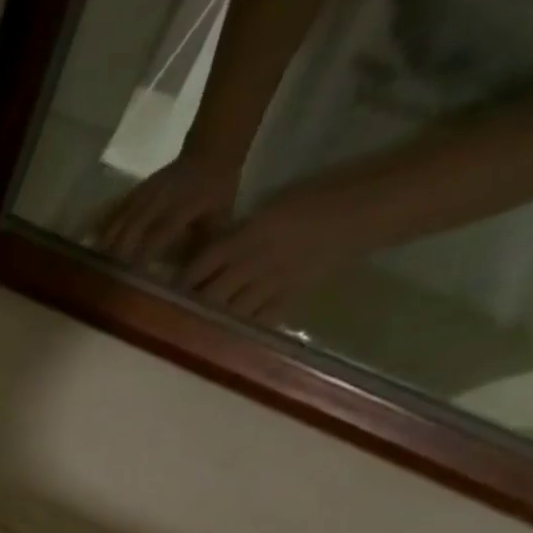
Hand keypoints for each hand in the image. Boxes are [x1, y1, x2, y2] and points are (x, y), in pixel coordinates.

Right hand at [89, 150, 242, 268]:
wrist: (209, 153)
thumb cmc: (217, 192)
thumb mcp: (219, 218)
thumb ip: (202, 247)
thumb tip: (187, 278)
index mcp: (182, 206)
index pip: (157, 236)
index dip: (142, 259)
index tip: (131, 282)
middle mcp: (158, 200)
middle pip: (128, 232)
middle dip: (117, 259)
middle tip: (106, 285)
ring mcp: (142, 195)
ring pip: (116, 225)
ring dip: (104, 250)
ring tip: (94, 274)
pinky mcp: (132, 194)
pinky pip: (110, 217)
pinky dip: (99, 235)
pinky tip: (90, 252)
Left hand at [179, 182, 370, 323]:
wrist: (367, 207)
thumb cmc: (316, 199)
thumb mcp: (268, 209)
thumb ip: (236, 235)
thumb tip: (203, 259)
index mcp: (248, 233)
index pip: (201, 264)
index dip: (182, 281)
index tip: (164, 290)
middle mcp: (256, 261)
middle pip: (210, 294)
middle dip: (191, 306)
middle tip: (174, 314)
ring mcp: (274, 282)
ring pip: (229, 312)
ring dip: (212, 320)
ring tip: (195, 327)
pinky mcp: (291, 297)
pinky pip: (258, 320)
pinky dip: (241, 327)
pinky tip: (228, 333)